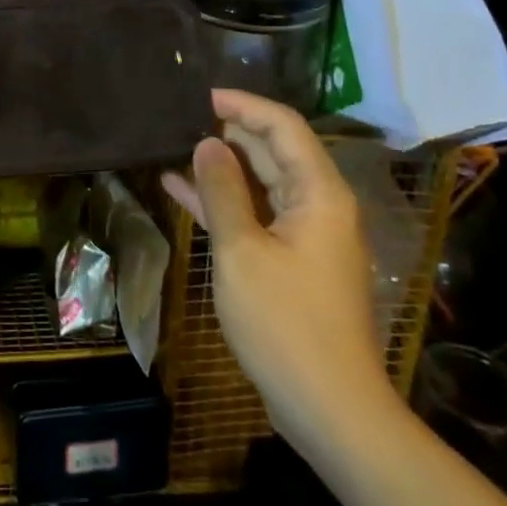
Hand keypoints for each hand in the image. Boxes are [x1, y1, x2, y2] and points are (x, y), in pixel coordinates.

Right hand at [161, 89, 391, 439]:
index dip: (244, 105)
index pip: (283, 127)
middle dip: (230, 132)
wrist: (330, 409)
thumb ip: (223, 191)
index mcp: (319, 194)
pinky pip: (257, 216)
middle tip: (181, 118)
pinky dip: (224, 203)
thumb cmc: (286, 324)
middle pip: (274, 152)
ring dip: (222, 166)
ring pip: (262, 183)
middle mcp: (319, 206)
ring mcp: (307, 236)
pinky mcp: (292, 262)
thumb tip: (207, 144)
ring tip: (176, 146)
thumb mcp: (242, 251)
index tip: (201, 96)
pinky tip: (181, 189)